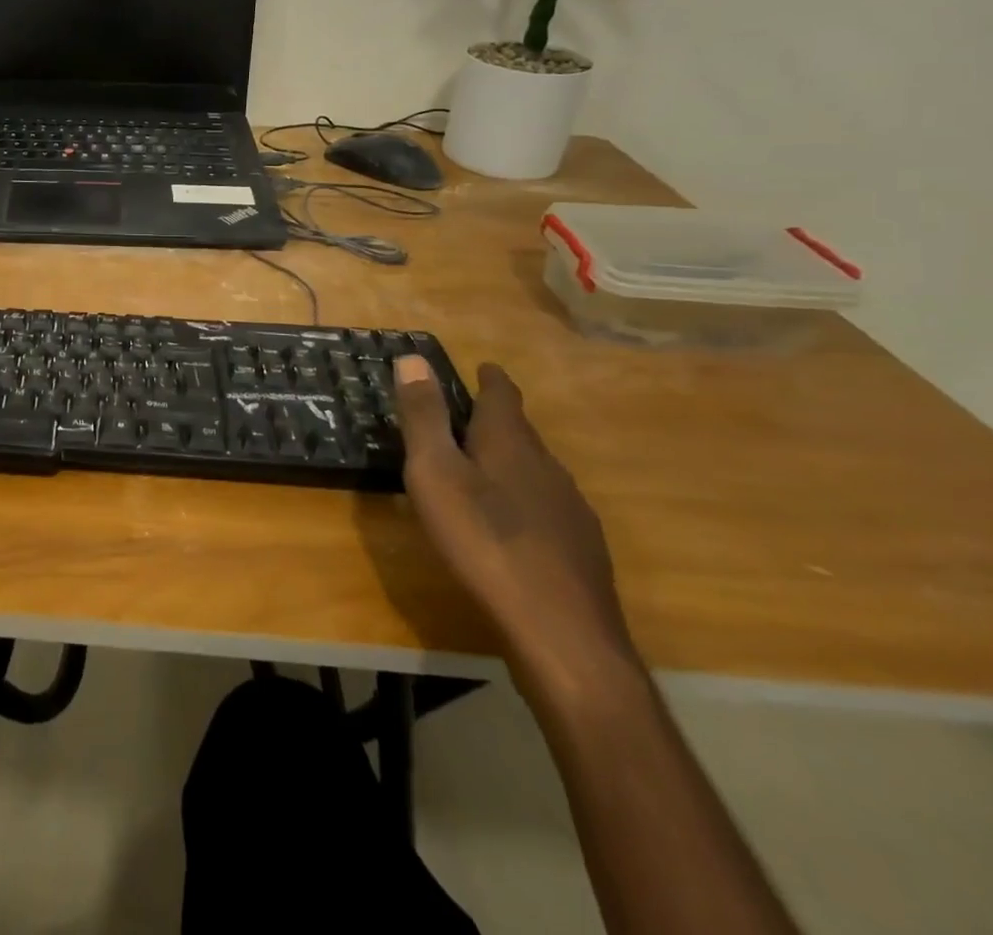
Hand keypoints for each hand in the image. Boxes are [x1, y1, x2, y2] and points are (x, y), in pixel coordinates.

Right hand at [393, 357, 638, 701]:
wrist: (561, 634)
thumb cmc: (483, 541)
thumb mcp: (435, 474)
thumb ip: (424, 417)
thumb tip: (413, 358)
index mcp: (509, 443)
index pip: (502, 396)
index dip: (490, 379)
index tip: (482, 367)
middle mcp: (546, 467)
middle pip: (520, 432)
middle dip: (496, 419)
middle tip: (466, 416)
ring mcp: (569, 510)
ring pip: (535, 470)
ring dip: (509, 460)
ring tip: (481, 467)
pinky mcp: (579, 550)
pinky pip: (546, 506)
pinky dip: (523, 499)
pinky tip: (511, 524)